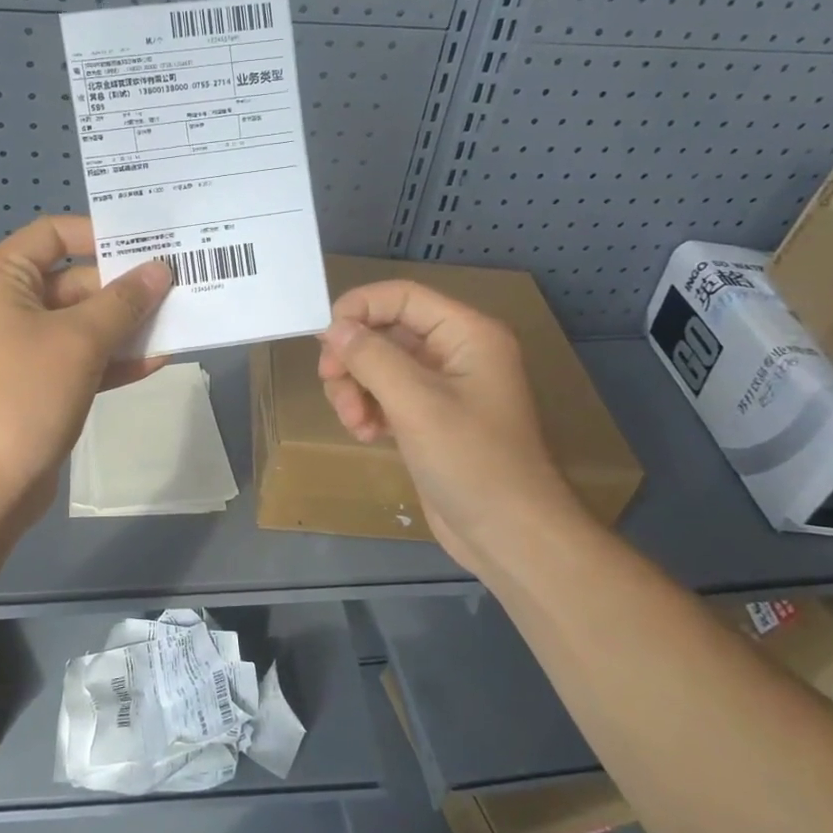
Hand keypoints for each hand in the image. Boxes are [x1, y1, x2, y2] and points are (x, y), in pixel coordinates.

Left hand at [0, 216, 170, 525]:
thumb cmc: (23, 396)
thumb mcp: (80, 341)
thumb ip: (123, 301)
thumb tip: (160, 269)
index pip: (53, 234)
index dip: (101, 235)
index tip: (149, 245)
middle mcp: (1, 304)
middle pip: (71, 280)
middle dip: (124, 288)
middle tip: (179, 286)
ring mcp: (16, 347)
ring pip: (79, 323)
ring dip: (125, 325)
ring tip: (179, 320)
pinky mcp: (32, 383)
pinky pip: (76, 358)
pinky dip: (111, 358)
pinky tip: (157, 360)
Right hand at [317, 281, 592, 574]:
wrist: (509, 535)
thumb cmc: (471, 461)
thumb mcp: (416, 403)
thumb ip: (371, 357)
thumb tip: (332, 327)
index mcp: (466, 334)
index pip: (401, 296)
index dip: (358, 308)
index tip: (323, 340)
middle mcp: (455, 351)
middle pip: (385, 331)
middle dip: (354, 358)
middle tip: (333, 386)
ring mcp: (442, 387)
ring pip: (379, 365)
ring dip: (356, 389)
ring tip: (355, 423)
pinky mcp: (429, 418)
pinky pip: (385, 395)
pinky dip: (369, 409)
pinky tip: (368, 435)